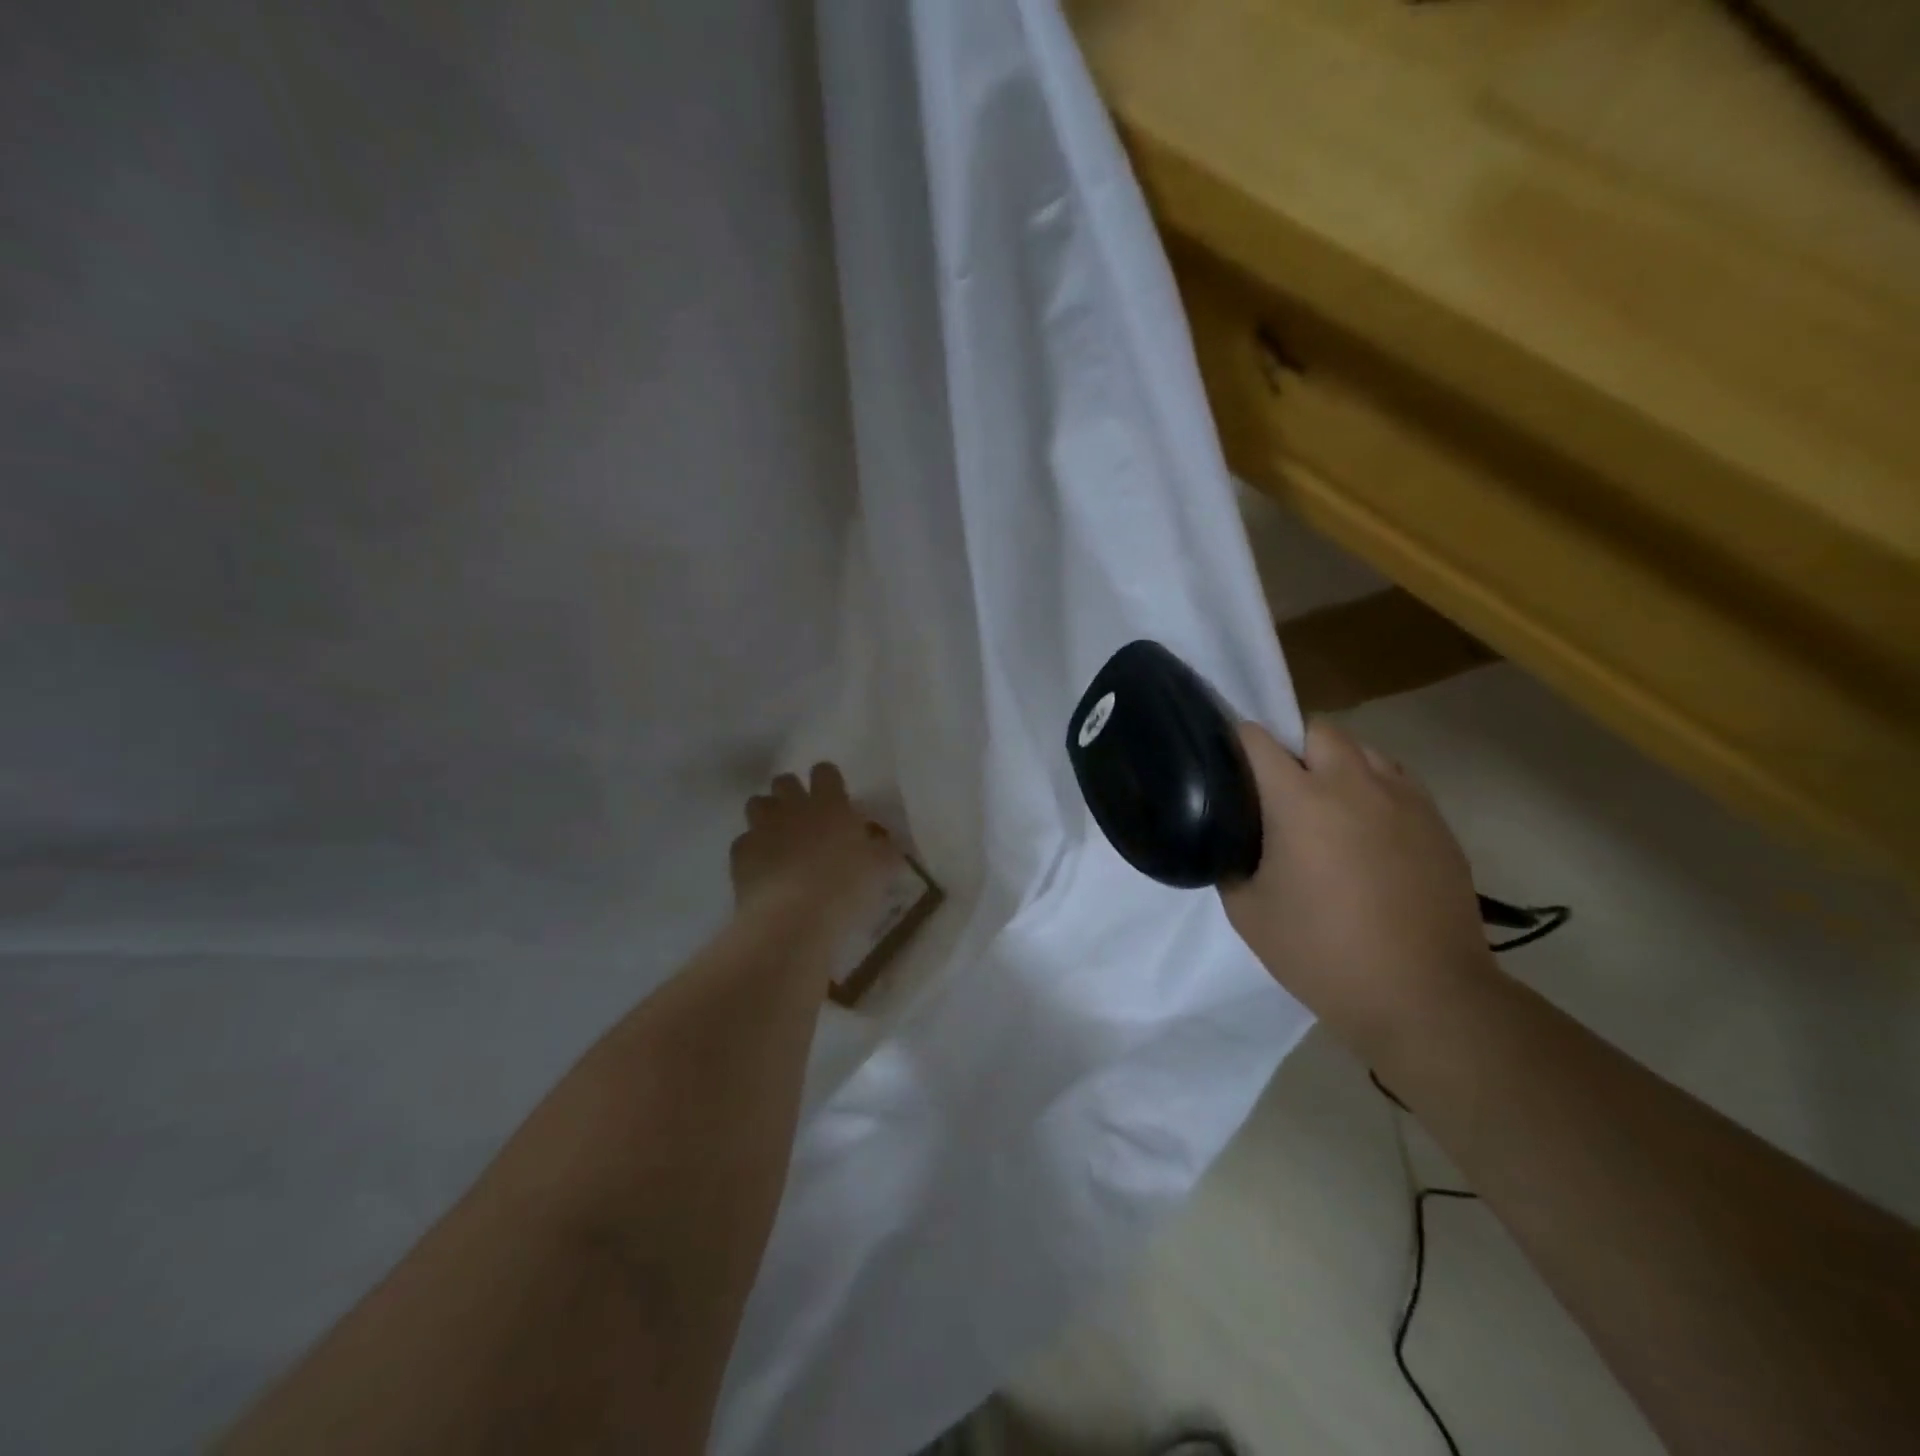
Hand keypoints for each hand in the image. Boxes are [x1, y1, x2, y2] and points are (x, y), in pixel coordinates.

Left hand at [730, 763, 900, 928]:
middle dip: (791, 793)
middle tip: (804, 818)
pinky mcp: (740, 852)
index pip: (824, 772)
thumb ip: (884, 850)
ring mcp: (763, 827)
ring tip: (779, 838)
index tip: (834, 797)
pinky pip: (744, 841)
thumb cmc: (845, 889)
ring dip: (767, 815)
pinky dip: (752, 850)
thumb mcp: (880, 870)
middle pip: (784, 781)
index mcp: (831, 804)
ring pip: (757, 803)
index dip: (828, 781)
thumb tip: (887, 843)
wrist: (792, 918)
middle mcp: (794, 807)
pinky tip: (763, 869)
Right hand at [1221, 719, 1496, 1060]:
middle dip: (1292, 745)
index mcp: (1300, 800)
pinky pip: (1396, 781)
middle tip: (1278, 788)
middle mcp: (1353, 784)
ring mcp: (1403, 799)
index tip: (1228, 762)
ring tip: (1326, 805)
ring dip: (1336, 763)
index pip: (1259, 739)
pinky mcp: (1437, 822)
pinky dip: (1373, 788)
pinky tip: (1366, 830)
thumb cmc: (1322, 952)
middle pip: (1318, 729)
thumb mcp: (1248, 912)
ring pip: (1363, 750)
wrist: (1424, 995)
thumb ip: (1231, 862)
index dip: (1237, 742)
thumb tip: (1234, 842)